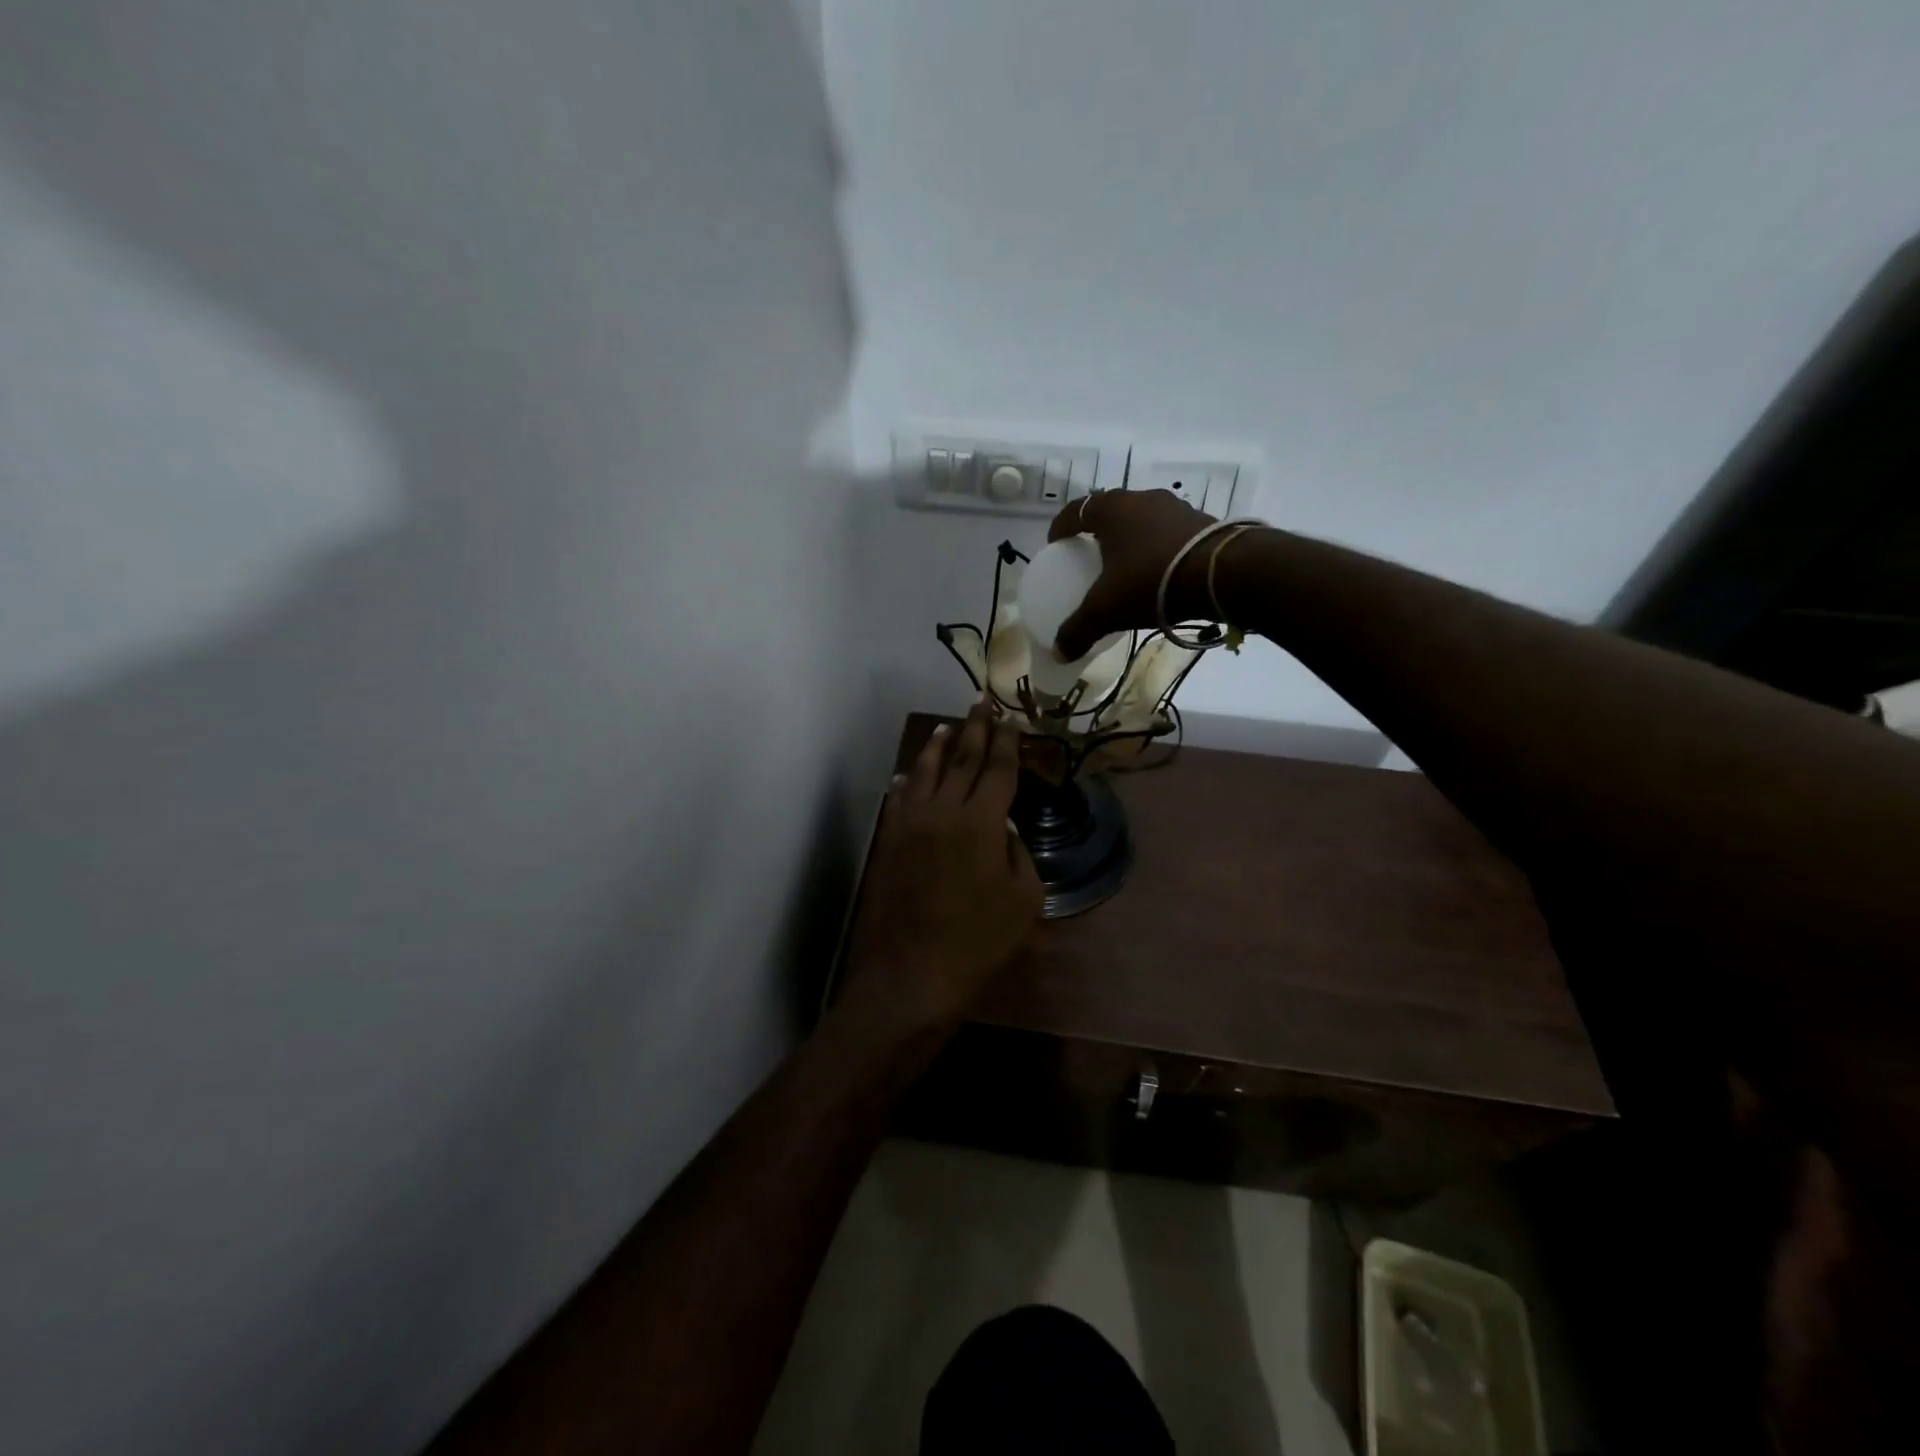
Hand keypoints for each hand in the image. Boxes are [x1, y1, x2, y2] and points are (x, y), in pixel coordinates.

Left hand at [845, 701, 1043, 1030]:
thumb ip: (1018, 854)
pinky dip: (907, 781)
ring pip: (925, 772)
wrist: (910, 975)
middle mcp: (944, 810)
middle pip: (962, 760)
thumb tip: (1005, 827)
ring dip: (938, 746)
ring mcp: (910, 824)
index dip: (1006, 742)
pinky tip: (907, 774)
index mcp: (982, 822)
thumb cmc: (978, 943)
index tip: (1010, 719)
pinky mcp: (888, 841)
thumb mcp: (1024, 901)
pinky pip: (899, 799)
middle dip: (975, 729)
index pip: (997, 769)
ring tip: (947, 726)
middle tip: (981, 702)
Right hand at [1046, 489, 1218, 658]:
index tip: (1055, 545)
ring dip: (1131, 539)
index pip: (1076, 510)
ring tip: (1127, 566)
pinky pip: (1169, 534)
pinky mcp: (1204, 522)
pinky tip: (1160, 572)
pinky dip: (1158, 548)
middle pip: (1111, 511)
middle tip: (1090, 555)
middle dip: (1098, 532)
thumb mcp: (1107, 610)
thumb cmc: (1152, 580)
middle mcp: (1143, 499)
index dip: (1061, 527)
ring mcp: (1177, 508)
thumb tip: (1058, 653)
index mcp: (1112, 509)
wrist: (1225, 574)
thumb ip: (1078, 629)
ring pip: (1143, 520)